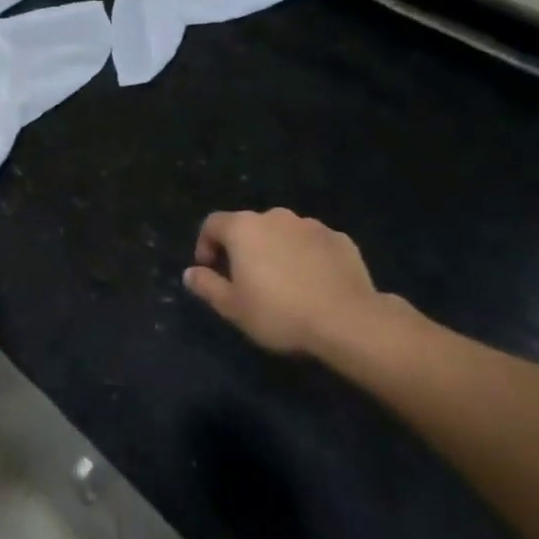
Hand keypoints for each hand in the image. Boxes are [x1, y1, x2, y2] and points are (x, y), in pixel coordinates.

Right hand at [184, 208, 416, 358]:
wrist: (348, 321)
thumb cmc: (279, 312)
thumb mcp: (233, 308)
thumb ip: (207, 286)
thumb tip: (190, 273)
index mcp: (243, 228)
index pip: (212, 223)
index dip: (205, 244)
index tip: (210, 270)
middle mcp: (275, 217)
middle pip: (249, 226)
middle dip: (244, 248)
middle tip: (247, 280)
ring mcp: (311, 225)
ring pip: (283, 233)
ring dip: (277, 250)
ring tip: (284, 283)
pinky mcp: (340, 239)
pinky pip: (313, 243)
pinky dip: (307, 257)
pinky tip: (314, 284)